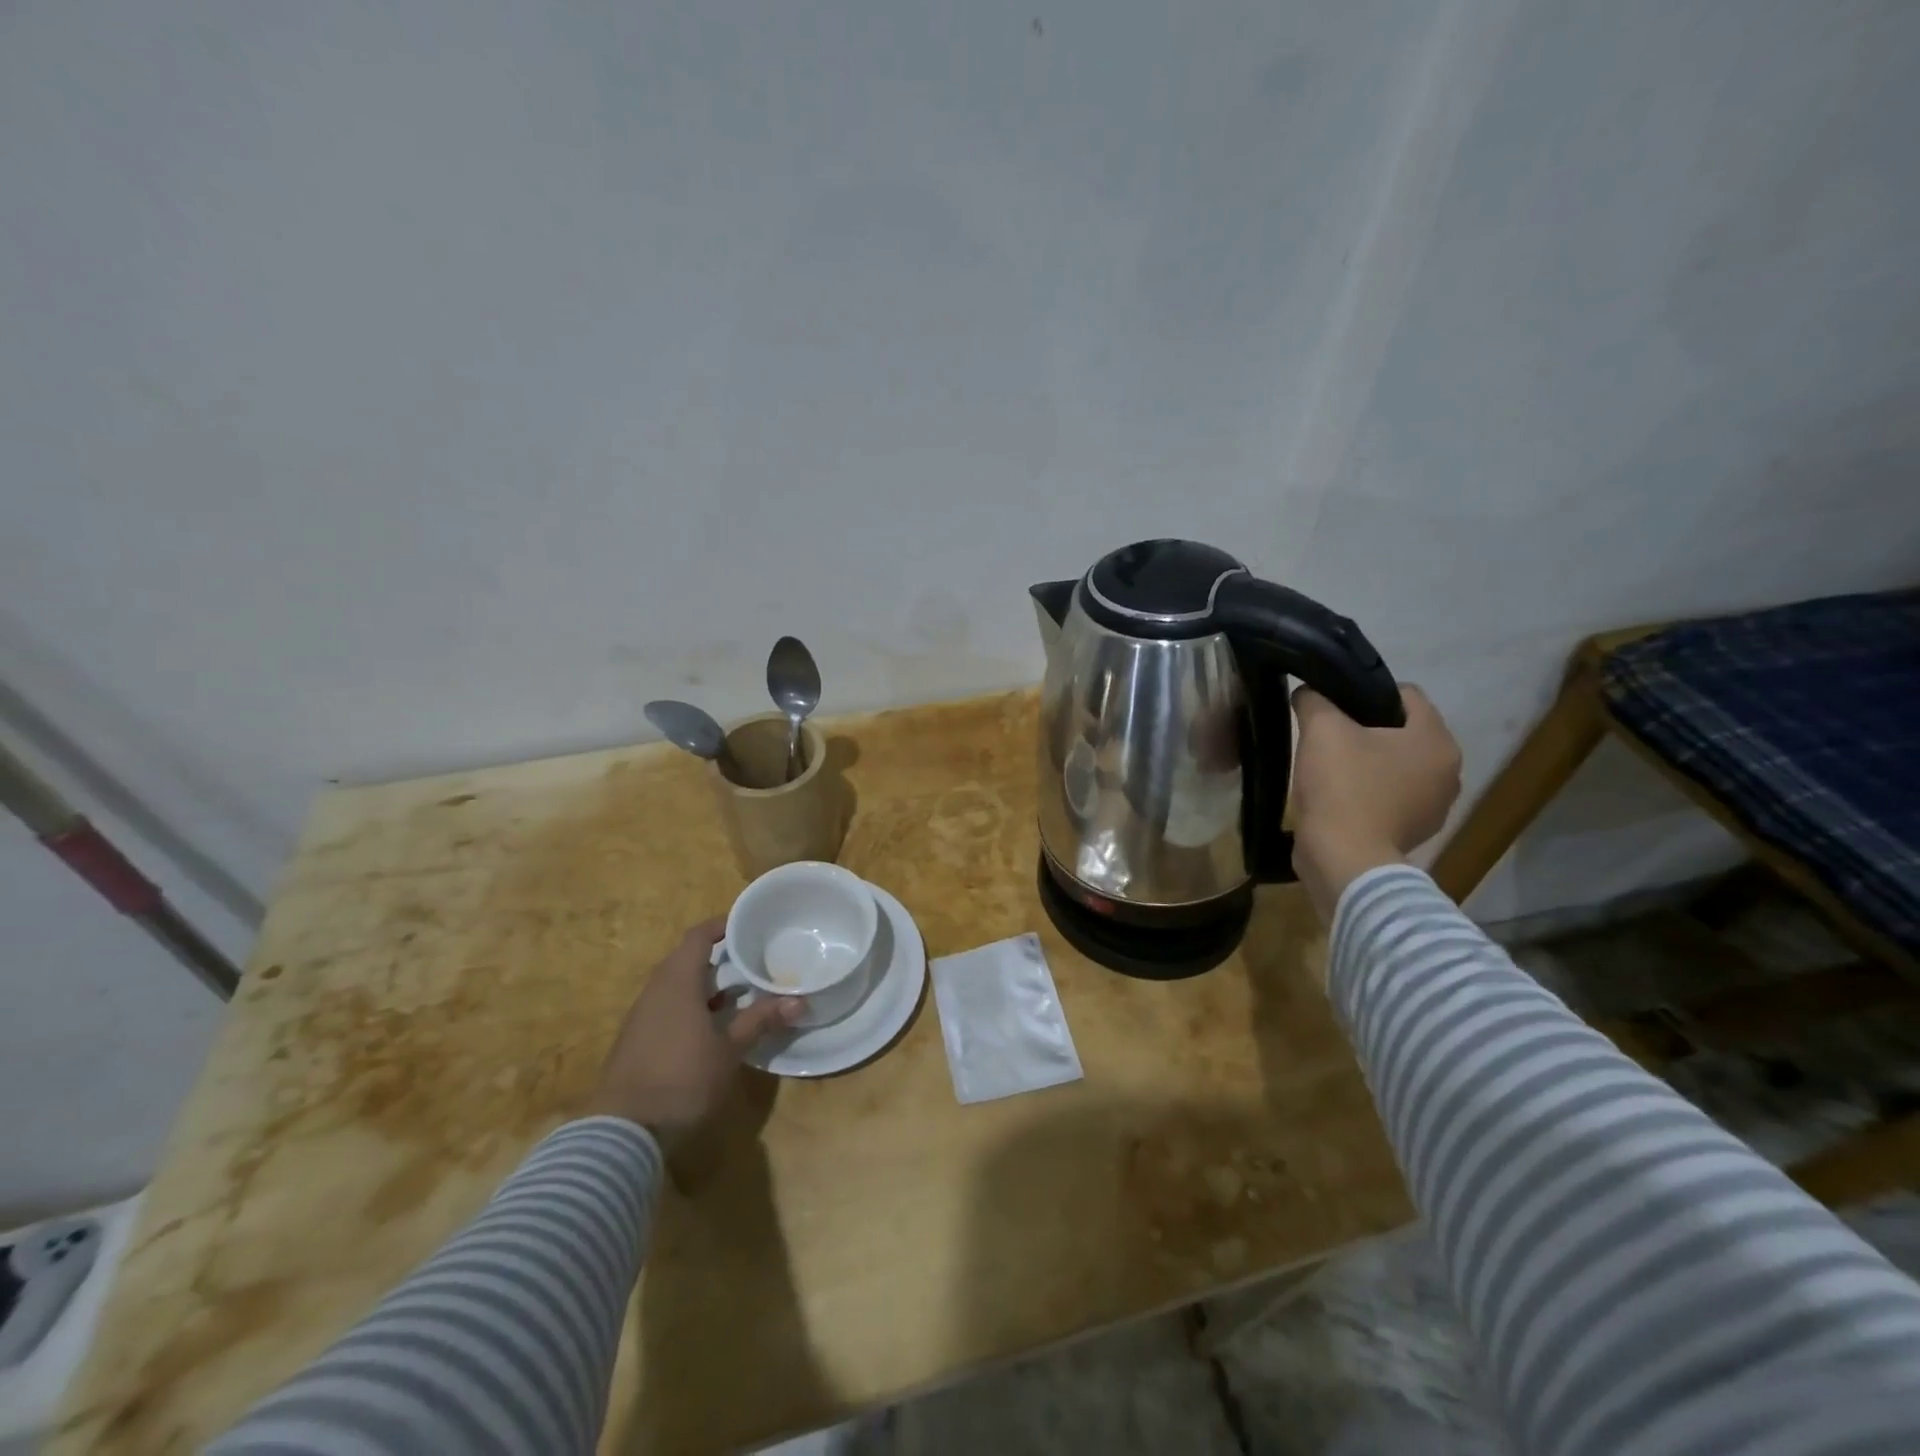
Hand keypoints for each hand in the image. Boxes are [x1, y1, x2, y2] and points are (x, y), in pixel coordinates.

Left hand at [585, 919, 802, 1139]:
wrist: (623, 1133)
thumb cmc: (682, 1079)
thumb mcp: (729, 1049)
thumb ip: (761, 1020)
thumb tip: (799, 1000)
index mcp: (677, 982)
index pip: (697, 937)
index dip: (721, 926)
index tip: (746, 924)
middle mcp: (655, 992)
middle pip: (686, 960)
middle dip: (718, 959)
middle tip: (752, 962)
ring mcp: (641, 1018)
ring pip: (676, 987)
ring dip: (705, 986)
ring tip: (739, 994)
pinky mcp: (636, 1043)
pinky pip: (667, 1009)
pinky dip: (691, 1007)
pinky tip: (711, 1028)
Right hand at [1290, 683, 1461, 921]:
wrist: (1344, 859)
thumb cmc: (1342, 787)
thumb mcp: (1320, 730)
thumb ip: (1314, 700)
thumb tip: (1309, 693)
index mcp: (1436, 740)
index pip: (1406, 695)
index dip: (1366, 692)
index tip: (1333, 706)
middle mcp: (1449, 770)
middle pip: (1403, 732)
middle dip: (1368, 730)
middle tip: (1328, 736)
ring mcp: (1435, 806)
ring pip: (1398, 766)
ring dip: (1370, 763)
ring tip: (1331, 768)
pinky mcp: (1415, 831)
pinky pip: (1392, 797)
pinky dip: (1370, 793)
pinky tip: (1340, 798)